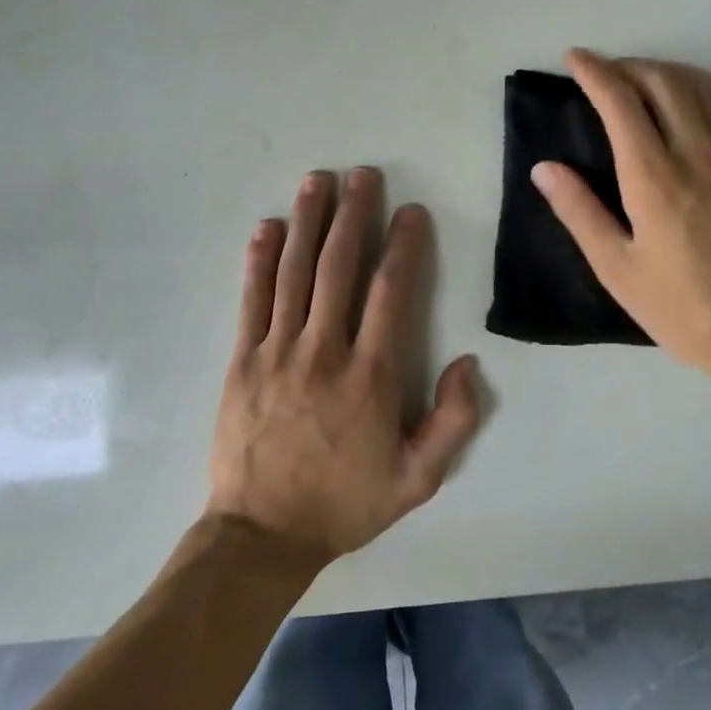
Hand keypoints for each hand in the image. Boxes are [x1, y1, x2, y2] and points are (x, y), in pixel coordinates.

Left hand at [206, 168, 480, 565]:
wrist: (263, 534)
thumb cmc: (345, 503)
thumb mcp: (418, 480)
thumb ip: (454, 422)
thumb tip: (468, 362)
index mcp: (370, 376)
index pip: (390, 292)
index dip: (404, 246)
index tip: (411, 211)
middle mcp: (324, 351)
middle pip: (339, 267)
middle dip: (353, 215)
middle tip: (362, 174)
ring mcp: (277, 351)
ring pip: (294, 272)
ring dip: (307, 222)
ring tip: (317, 181)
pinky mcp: (242, 360)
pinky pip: (252, 300)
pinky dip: (260, 260)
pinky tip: (268, 228)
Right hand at [532, 49, 710, 409]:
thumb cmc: (682, 309)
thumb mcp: (616, 269)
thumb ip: (579, 212)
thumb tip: (544, 167)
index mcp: (652, 177)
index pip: (619, 102)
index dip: (594, 71)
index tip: (575, 58)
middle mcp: (698, 153)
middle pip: (663, 82)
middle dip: (630, 66)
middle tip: (609, 73)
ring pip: (707, 88)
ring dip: (674, 71)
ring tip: (652, 77)